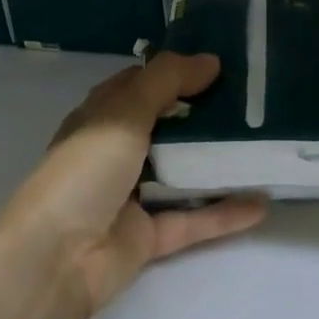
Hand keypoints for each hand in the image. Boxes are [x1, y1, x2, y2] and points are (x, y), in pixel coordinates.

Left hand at [0, 53, 267, 318]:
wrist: (55, 258)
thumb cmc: (84, 171)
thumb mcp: (123, 112)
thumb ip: (166, 81)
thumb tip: (211, 60)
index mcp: (102, 118)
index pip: (140, 85)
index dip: (175, 72)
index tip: (221, 64)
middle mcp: (116, 153)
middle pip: (167, 128)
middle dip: (205, 115)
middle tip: (254, 102)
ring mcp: (133, 196)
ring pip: (182, 174)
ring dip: (217, 163)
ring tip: (263, 147)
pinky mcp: (149, 236)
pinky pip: (193, 220)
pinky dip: (224, 213)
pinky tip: (262, 204)